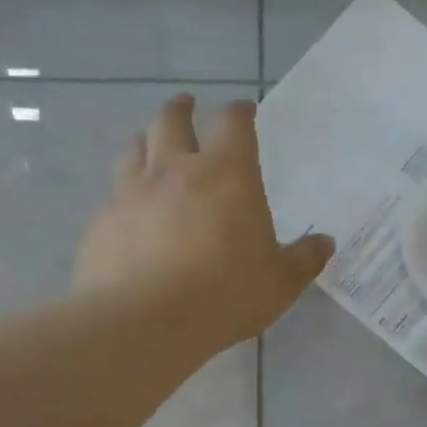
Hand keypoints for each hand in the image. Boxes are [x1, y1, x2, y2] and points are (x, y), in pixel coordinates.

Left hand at [75, 95, 333, 350]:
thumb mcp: (281, 282)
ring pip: (134, 149)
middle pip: (172, 121)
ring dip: (147, 141)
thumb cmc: (226, 293)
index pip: (233, 124)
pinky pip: (113, 194)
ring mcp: (132, 193)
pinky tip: (129, 208)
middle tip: (187, 105)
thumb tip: (325, 243)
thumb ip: (305, 258)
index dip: (240, 111)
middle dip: (182, 109)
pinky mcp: (102, 221)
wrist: (144, 321)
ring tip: (152, 144)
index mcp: (227, 174)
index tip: (244, 110)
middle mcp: (175, 170)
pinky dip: (124, 191)